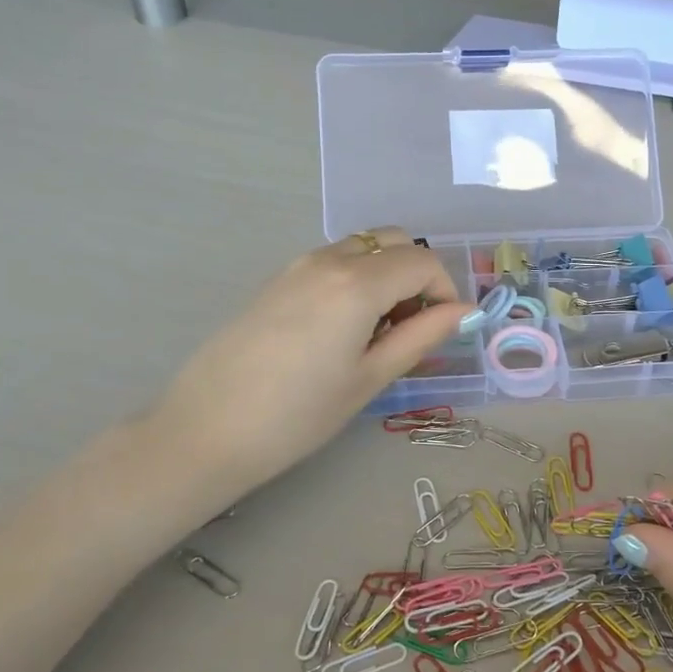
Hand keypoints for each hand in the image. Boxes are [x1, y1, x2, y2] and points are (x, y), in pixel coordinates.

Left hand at [146, 229, 470, 500]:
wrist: (208, 430)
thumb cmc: (299, 415)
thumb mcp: (370, 378)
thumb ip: (422, 337)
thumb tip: (464, 312)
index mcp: (357, 283)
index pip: (422, 261)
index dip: (444, 290)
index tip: (442, 329)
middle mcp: (327, 260)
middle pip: (392, 242)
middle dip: (416, 275)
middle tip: (412, 326)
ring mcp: (296, 266)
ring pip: (361, 249)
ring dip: (385, 276)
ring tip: (376, 332)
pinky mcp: (276, 280)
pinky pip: (331, 262)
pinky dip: (355, 279)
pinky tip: (341, 330)